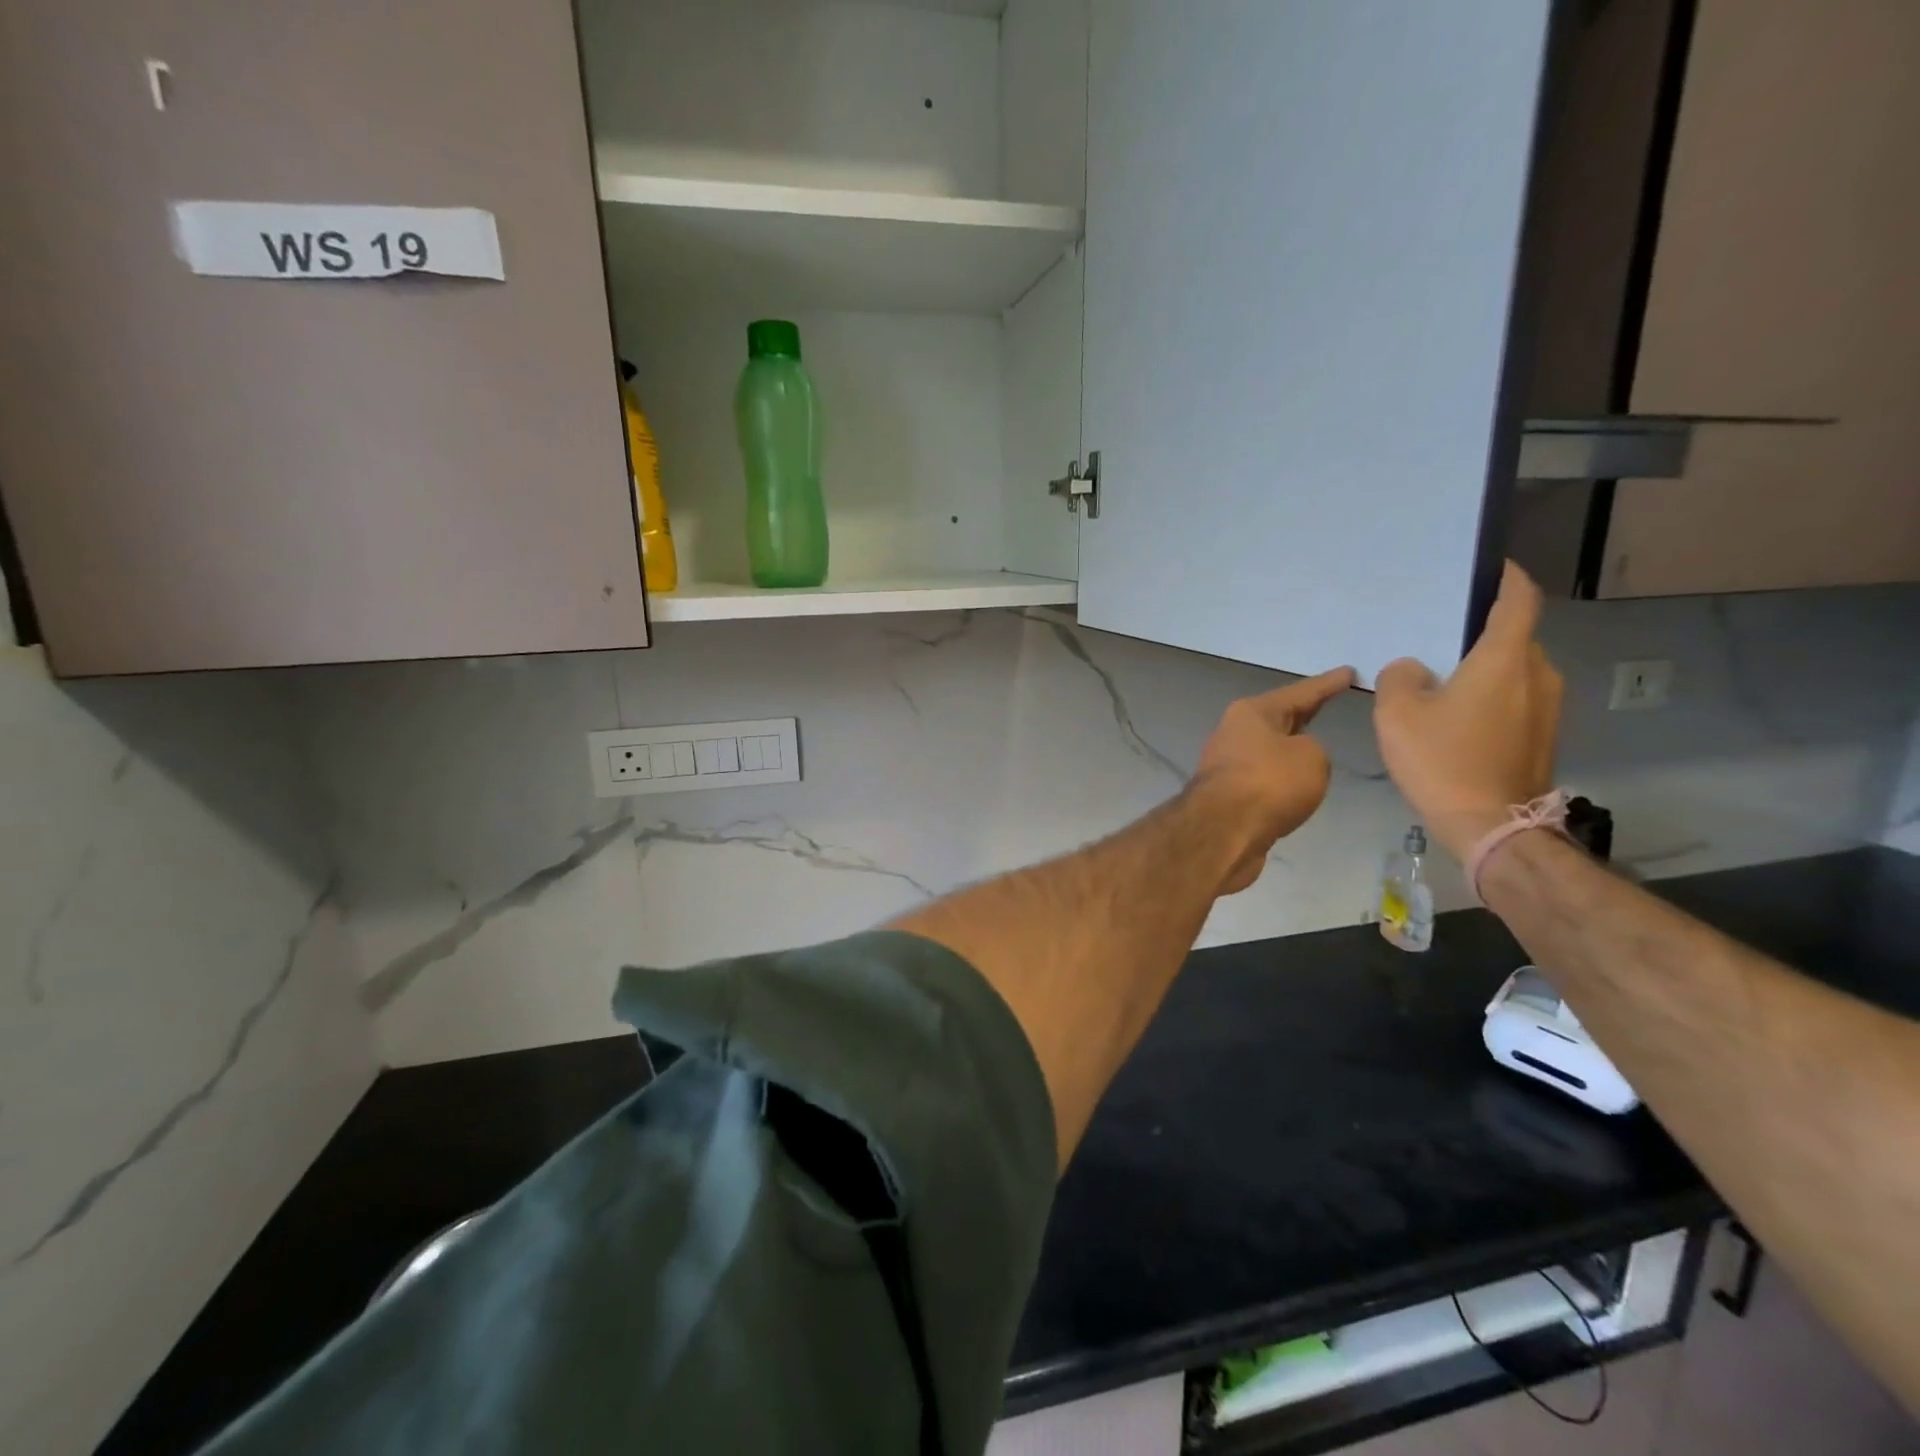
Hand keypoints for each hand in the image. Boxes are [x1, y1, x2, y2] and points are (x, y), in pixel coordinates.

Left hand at [1194, 666, 1355, 892]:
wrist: (1223, 832)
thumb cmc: (1269, 783)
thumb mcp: (1311, 757)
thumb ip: (1313, 750)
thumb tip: (1295, 761)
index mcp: (1252, 713)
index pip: (1300, 692)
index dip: (1327, 684)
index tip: (1349, 672)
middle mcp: (1234, 733)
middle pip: (1279, 718)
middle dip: (1304, 712)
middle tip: (1330, 700)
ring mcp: (1228, 765)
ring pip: (1270, 749)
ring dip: (1290, 748)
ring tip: (1318, 744)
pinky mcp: (1229, 796)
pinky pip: (1266, 778)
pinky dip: (1283, 777)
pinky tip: (1296, 784)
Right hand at [1373, 561, 1563, 860]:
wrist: (1491, 825)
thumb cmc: (1442, 761)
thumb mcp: (1398, 715)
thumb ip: (1400, 677)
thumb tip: (1414, 669)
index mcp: (1505, 659)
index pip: (1519, 600)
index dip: (1508, 578)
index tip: (1492, 567)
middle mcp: (1538, 674)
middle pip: (1515, 638)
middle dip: (1484, 633)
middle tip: (1442, 639)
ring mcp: (1548, 707)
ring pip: (1516, 671)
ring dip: (1486, 669)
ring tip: (1445, 682)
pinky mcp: (1545, 735)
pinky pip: (1517, 699)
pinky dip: (1493, 696)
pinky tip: (1459, 717)